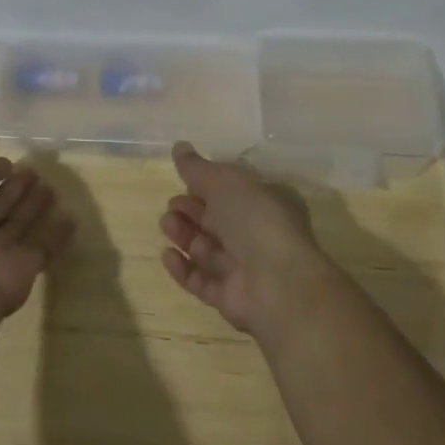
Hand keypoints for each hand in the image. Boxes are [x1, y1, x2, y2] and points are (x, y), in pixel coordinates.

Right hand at [159, 141, 338, 341]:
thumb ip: (197, 167)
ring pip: (207, 249)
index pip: (232, 191)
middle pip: (216, 220)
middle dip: (190, 210)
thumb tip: (179, 147)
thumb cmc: (255, 219)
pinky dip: (183, 269)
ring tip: (167, 225)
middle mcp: (256, 235)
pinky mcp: (230, 298)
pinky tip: (167, 255)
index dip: (206, 185)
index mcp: (265, 203)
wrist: (277, 283)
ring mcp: (244, 269)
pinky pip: (202, 281)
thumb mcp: (225, 181)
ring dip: (184, 235)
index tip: (183, 180)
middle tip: (172, 205)